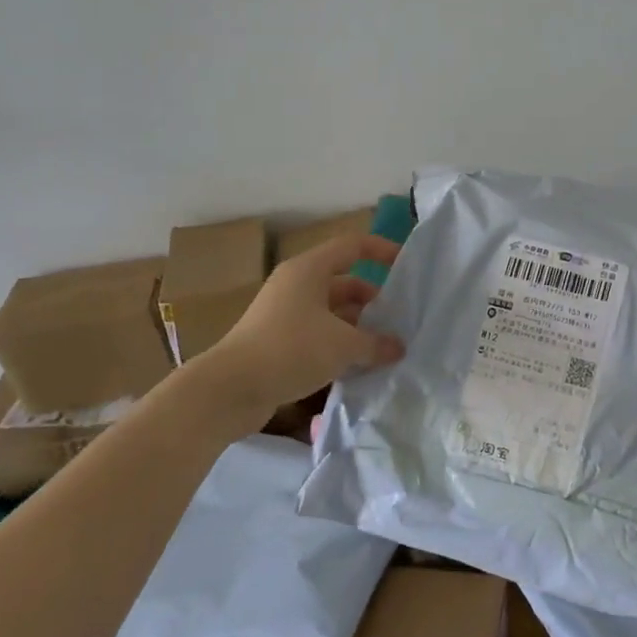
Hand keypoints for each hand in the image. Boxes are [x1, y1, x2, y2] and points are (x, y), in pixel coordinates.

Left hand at [207, 233, 405, 410]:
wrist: (229, 390)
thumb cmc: (291, 350)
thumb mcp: (343, 345)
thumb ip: (376, 343)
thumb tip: (398, 347)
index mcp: (309, 270)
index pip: (353, 246)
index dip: (381, 250)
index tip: (407, 265)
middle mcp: (296, 285)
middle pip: (344, 282)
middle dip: (373, 299)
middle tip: (400, 318)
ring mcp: (284, 314)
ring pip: (332, 311)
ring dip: (358, 326)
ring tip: (385, 346)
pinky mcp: (278, 341)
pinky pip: (318, 334)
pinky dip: (339, 344)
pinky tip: (359, 365)